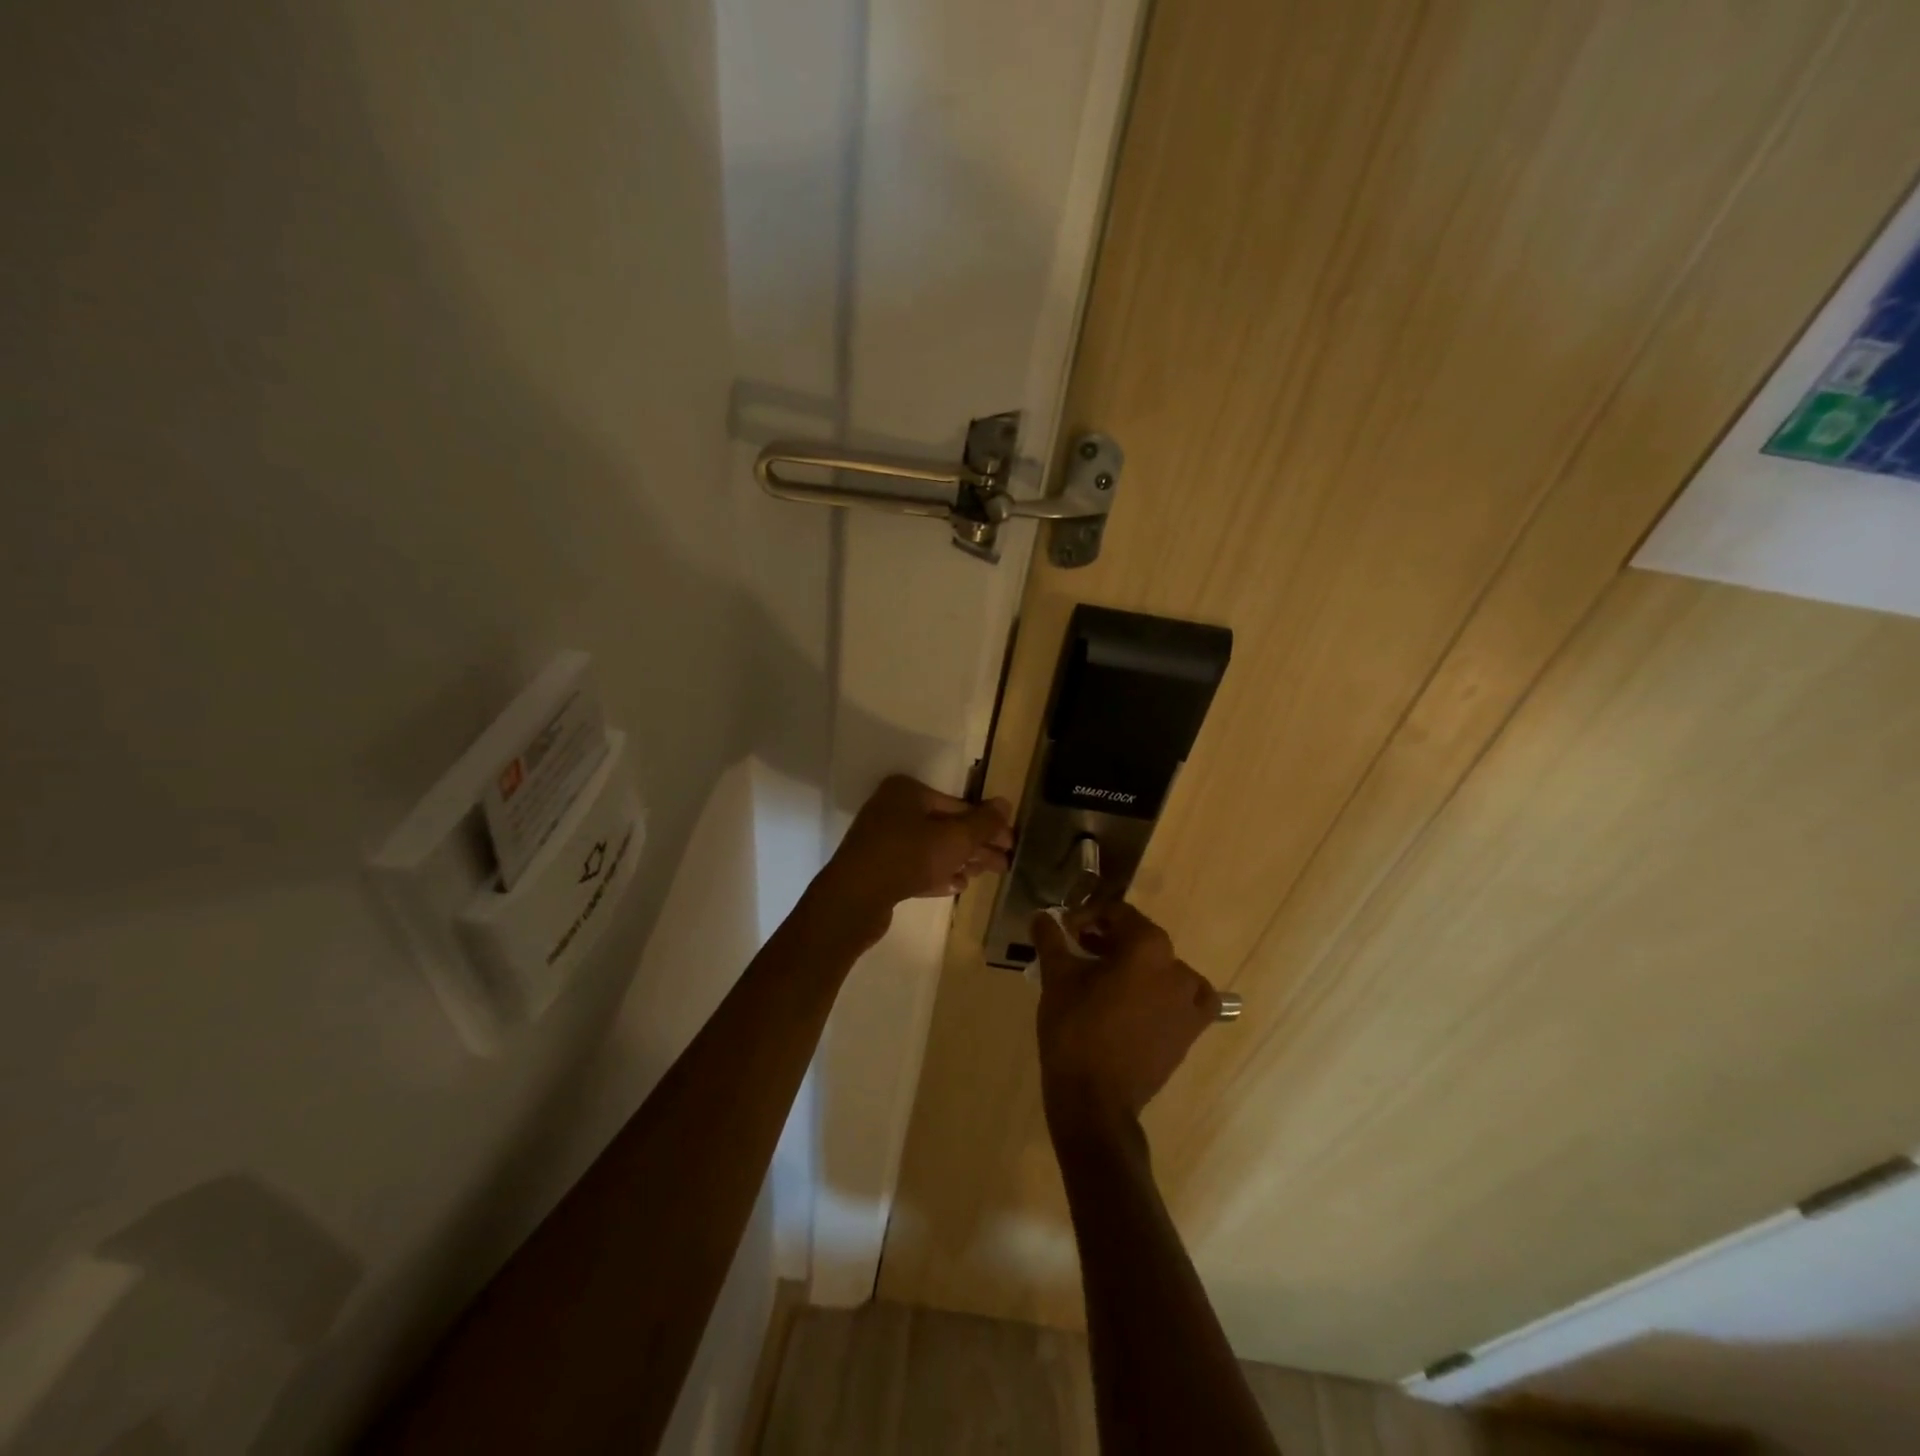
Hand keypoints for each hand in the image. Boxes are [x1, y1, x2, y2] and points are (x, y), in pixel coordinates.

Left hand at [815, 775, 1013, 935]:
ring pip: (931, 848)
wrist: (854, 899)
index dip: (988, 825)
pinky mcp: (877, 868)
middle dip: (975, 846)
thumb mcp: (954, 839)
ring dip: (959, 861)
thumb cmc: (908, 857)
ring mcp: (882, 839)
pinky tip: (957, 886)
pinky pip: (914, 866)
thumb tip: (1006, 804)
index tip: (1010, 843)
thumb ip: (983, 823)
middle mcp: (893, 809)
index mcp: (908, 791)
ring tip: (982, 875)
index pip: (959, 805)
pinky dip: (937, 874)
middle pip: (945, 827)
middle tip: (1003, 865)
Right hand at [1032, 902, 1220, 1144]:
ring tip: (1105, 977)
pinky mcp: (1191, 1031)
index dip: (1088, 916)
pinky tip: (1146, 1001)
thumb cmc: (1074, 1029)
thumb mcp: (1057, 977)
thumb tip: (1041, 916)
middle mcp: (1176, 967)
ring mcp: (1189, 1001)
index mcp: (1147, 946)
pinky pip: (1186, 999)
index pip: (1118, 914)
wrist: (1095, 1099)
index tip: (1066, 929)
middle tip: (1079, 949)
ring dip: (1135, 964)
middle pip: (1141, 938)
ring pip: (1161, 966)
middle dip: (1109, 939)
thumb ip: (1051, 939)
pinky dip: (1169, 993)